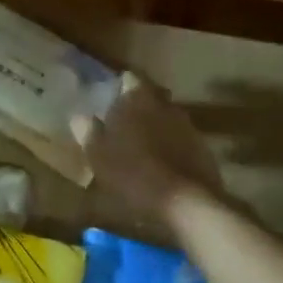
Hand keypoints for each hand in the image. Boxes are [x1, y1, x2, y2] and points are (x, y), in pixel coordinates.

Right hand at [72, 73, 225, 221]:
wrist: (187, 203)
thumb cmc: (133, 173)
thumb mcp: (97, 154)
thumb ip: (88, 131)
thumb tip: (79, 115)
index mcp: (137, 99)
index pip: (128, 79)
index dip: (118, 86)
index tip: (109, 97)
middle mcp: (165, 104)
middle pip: (150, 96)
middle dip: (138, 105)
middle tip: (122, 122)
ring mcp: (187, 125)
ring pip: (166, 117)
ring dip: (155, 126)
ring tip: (141, 145)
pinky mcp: (203, 148)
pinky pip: (180, 138)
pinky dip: (170, 145)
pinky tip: (160, 163)